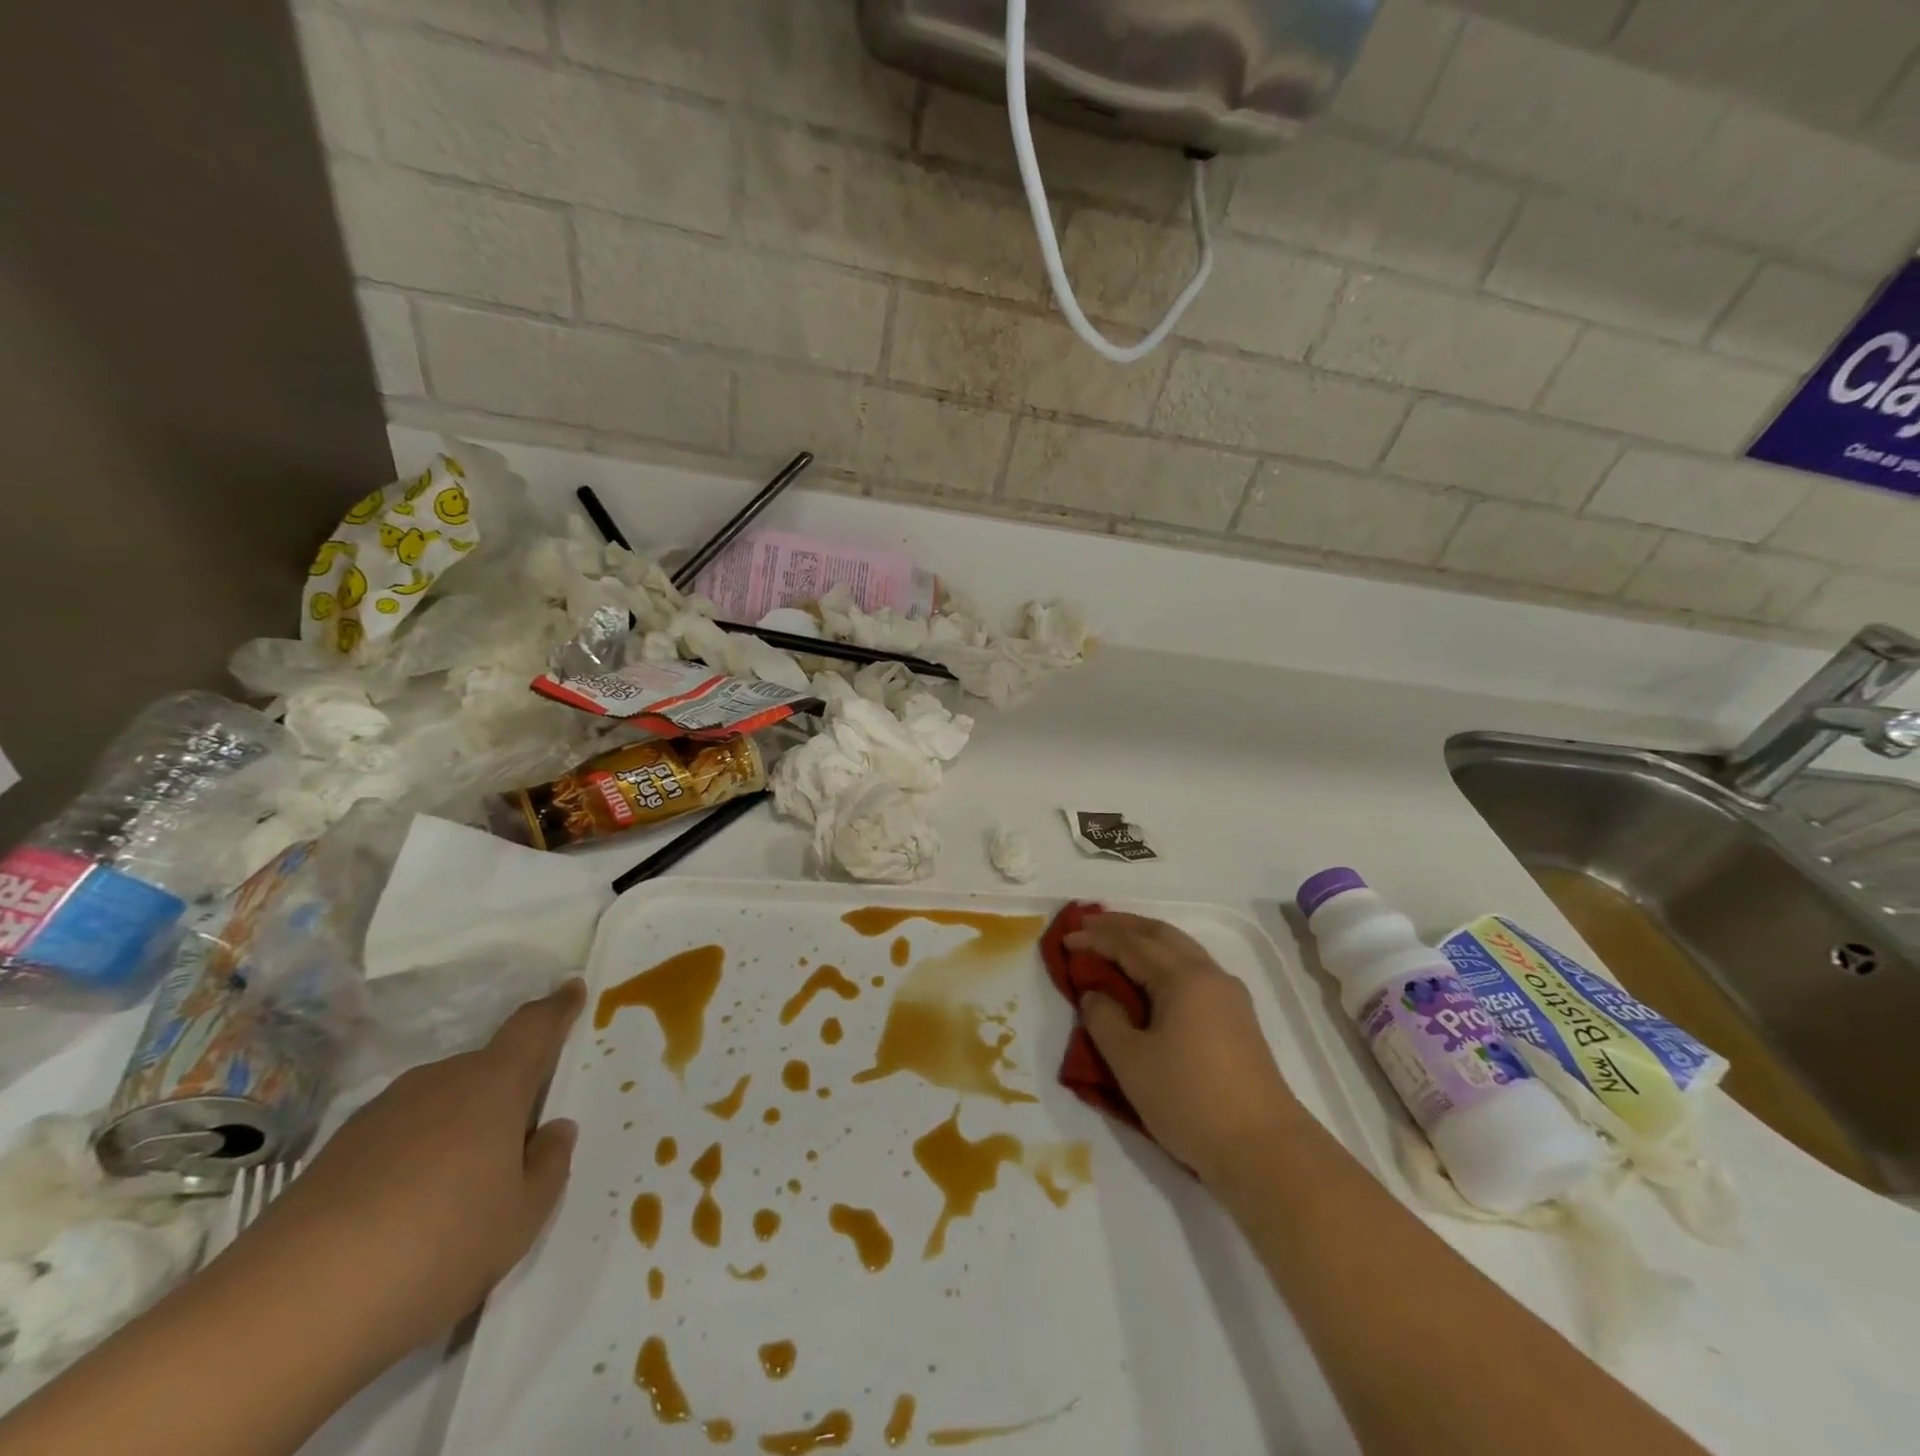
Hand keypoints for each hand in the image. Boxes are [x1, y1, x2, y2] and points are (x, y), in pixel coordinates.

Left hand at [226, 980, 585, 1366]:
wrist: (286, 1312)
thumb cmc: (438, 1246)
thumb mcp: (523, 1216)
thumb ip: (550, 1164)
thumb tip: (552, 1130)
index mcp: (493, 1085)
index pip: (534, 1027)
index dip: (557, 1007)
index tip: (571, 987)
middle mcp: (438, 1082)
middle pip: (486, 1069)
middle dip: (508, 1090)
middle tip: (520, 1139)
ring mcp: (381, 1114)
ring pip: (441, 1102)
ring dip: (461, 1126)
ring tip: (463, 1186)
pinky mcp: (335, 1153)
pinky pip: (400, 1134)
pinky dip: (417, 1154)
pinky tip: (409, 1211)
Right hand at [1066, 913, 1304, 1185]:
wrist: (1265, 1151)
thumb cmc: (1190, 1101)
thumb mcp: (1131, 1063)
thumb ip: (1105, 1020)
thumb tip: (1095, 995)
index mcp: (1183, 978)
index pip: (1131, 945)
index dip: (1097, 937)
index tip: (1066, 937)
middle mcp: (1209, 975)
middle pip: (1161, 935)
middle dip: (1123, 925)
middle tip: (1089, 922)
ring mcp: (1229, 996)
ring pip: (1181, 950)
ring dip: (1146, 940)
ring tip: (1116, 941)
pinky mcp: (1238, 1019)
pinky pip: (1193, 970)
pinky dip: (1164, 961)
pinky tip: (1152, 976)